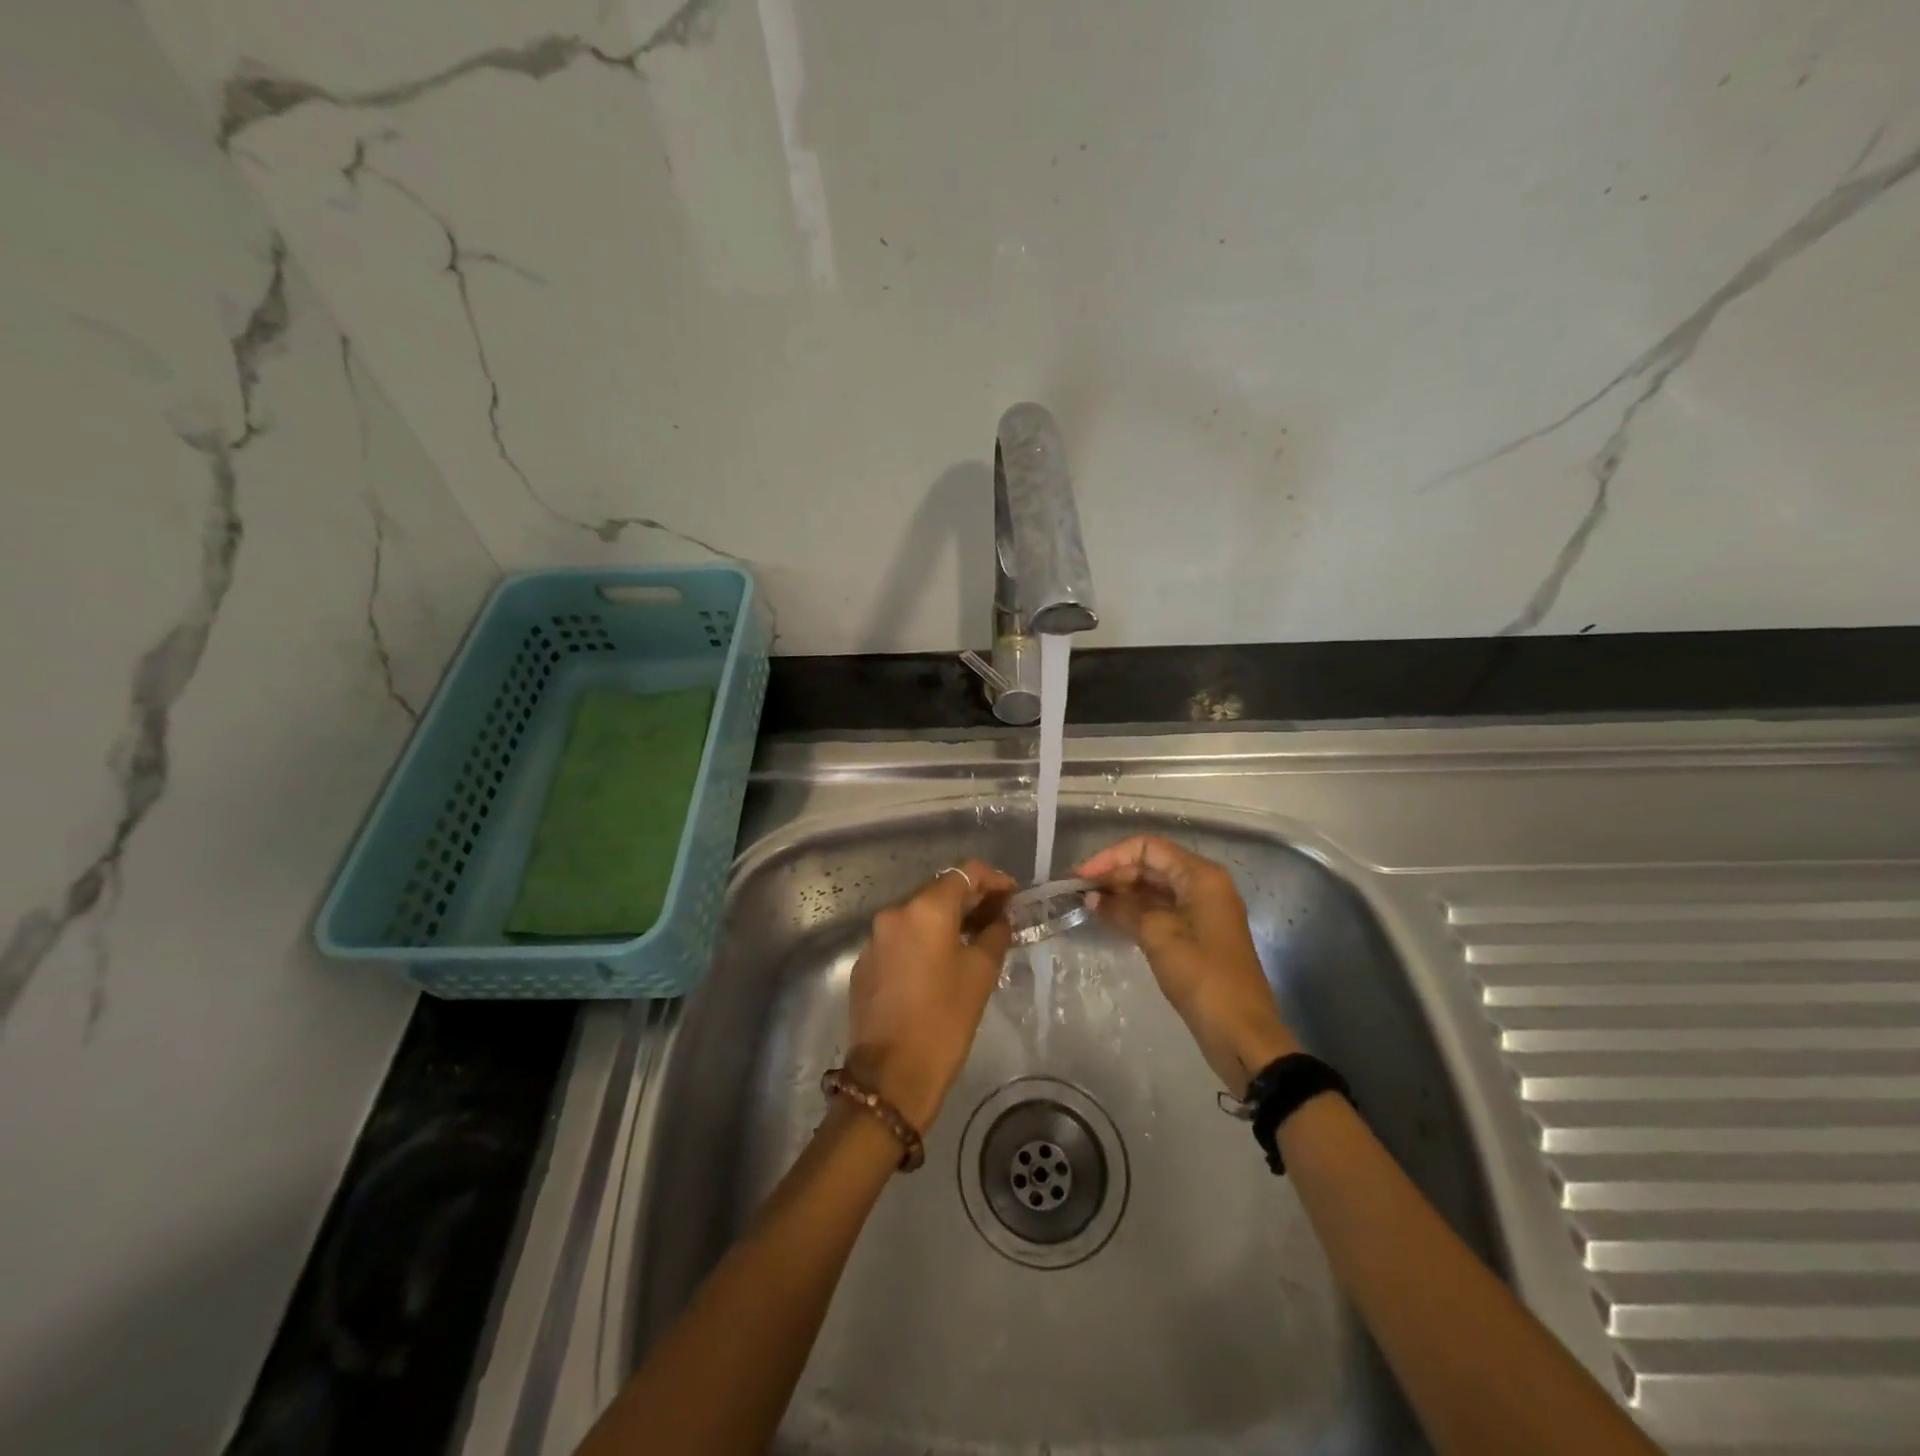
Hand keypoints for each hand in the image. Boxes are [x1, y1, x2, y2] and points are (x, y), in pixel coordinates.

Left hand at [845, 861, 1016, 1130]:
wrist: (891, 1075)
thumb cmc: (945, 1020)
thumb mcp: (981, 973)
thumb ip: (994, 934)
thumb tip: (999, 918)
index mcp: (926, 909)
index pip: (966, 873)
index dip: (994, 880)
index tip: (1013, 895)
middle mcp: (895, 913)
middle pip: (939, 891)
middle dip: (971, 899)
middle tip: (998, 916)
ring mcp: (875, 938)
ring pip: (918, 915)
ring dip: (946, 920)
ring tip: (973, 938)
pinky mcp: (865, 963)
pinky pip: (901, 938)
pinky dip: (923, 940)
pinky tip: (940, 963)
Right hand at [1077, 836, 1298, 1096]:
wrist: (1240, 1032)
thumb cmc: (1202, 975)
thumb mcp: (1158, 935)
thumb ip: (1123, 909)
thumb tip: (1092, 897)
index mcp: (1201, 876)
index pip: (1148, 848)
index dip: (1111, 857)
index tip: (1080, 877)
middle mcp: (1203, 885)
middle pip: (1151, 865)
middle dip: (1114, 875)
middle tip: (1078, 892)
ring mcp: (1201, 911)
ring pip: (1154, 889)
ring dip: (1122, 894)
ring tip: (1087, 905)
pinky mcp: (1196, 935)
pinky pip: (1160, 911)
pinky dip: (1135, 912)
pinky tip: (1109, 920)